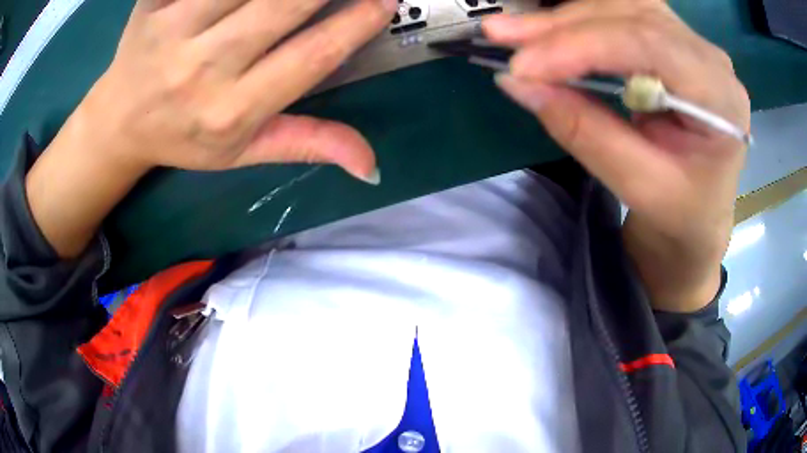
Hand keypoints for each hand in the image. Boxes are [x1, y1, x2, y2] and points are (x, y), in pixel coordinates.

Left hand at [81, 0, 395, 178]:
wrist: (119, 122)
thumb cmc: (183, 137)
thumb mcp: (242, 153)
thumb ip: (306, 144)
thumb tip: (371, 167)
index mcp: (231, 112)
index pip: (311, 57)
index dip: (356, 23)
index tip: (385, 1)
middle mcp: (202, 69)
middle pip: (282, 5)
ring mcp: (172, 30)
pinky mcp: (153, 5)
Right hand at [483, 0, 749, 310]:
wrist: (700, 217)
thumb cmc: (681, 214)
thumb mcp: (638, 185)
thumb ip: (584, 130)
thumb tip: (517, 83)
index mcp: (721, 99)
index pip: (648, 44)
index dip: (581, 45)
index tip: (522, 66)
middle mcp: (711, 59)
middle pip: (632, 15)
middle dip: (564, 25)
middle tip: (502, 35)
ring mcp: (694, 46)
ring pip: (623, 6)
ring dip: (568, 18)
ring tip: (519, 32)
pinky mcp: (675, 44)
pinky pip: (624, 15)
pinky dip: (583, 22)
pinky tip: (554, 32)